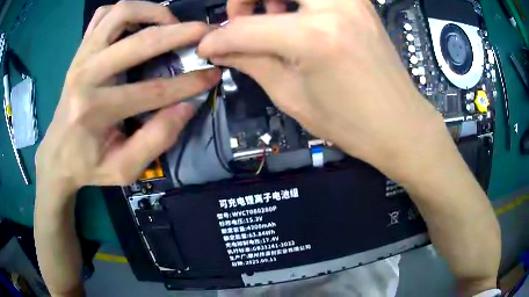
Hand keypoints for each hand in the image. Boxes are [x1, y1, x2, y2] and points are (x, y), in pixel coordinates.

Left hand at [36, 1, 220, 197]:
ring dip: (152, 11)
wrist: (57, 153)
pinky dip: (126, 11)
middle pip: (140, 41)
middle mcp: (85, 74)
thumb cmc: (89, 165)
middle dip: (180, 33)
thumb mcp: (124, 169)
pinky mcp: (80, 49)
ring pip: (121, 12)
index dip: (188, 83)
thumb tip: (187, 107)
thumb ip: (156, 140)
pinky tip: (138, 22)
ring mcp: (81, 56)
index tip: (213, 75)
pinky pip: (103, 14)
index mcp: (94, 110)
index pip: (151, 91)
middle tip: (205, 33)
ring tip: (171, 23)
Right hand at [198, 0, 449, 182]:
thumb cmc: (349, 123)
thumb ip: (250, 63)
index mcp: (313, 37)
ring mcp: (352, 0)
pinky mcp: (360, 2)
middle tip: (241, 19)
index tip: (207, 47)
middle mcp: (334, 6)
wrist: (399, 124)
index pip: (245, 28)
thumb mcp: (291, 97)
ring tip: (272, 17)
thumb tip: (220, 48)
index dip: (218, 39)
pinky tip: (297, 16)